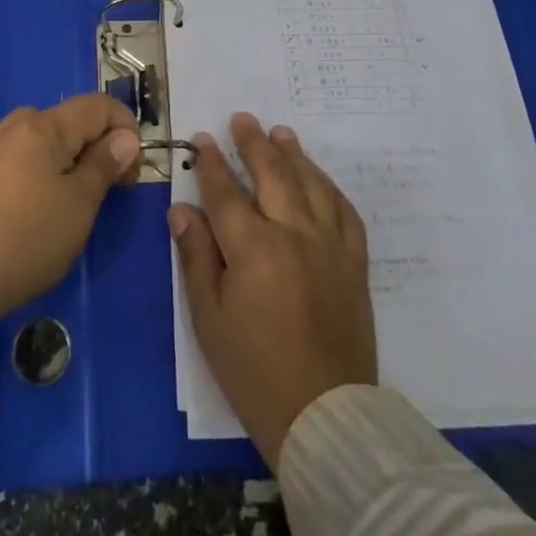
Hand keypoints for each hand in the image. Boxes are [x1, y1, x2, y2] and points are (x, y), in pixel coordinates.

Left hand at [0, 94, 141, 329]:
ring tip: (71, 198)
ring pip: (40, 139)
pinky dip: (37, 170)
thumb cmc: (29, 237)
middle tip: (106, 188)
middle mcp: (14, 125)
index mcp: (44, 126)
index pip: (98, 106)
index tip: (132, 170)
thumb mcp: (80, 204)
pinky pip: (16, 158)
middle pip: (68, 120)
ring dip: (65, 158)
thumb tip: (124, 137)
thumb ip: (104, 164)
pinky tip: (34, 204)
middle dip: (95, 145)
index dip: (125, 129)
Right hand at [169, 113, 376, 466]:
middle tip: (243, 119)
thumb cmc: (254, 371)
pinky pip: (345, 211)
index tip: (201, 139)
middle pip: (272, 174)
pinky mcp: (354, 262)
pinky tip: (320, 178)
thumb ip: (197, 257)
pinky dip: (330, 188)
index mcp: (253, 248)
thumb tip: (181, 210)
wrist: (325, 416)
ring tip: (281, 133)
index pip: (226, 191)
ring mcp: (329, 245)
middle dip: (253, 143)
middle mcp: (293, 233)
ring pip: (311, 184)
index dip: (210, 162)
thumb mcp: (210, 319)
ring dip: (294, 155)